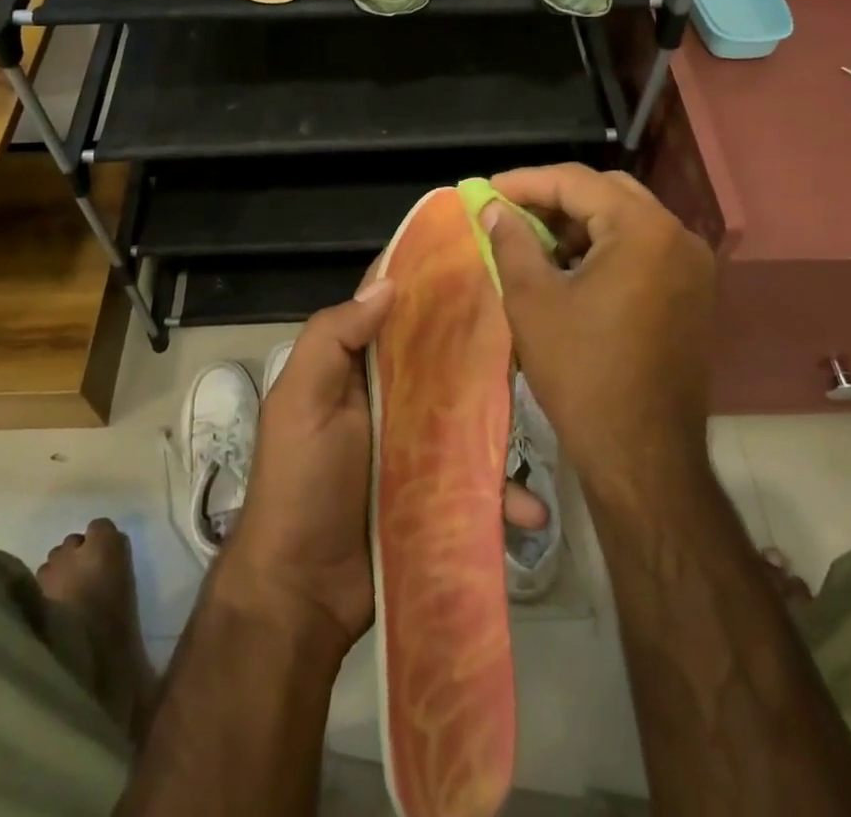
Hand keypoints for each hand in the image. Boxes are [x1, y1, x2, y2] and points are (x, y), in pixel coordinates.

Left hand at [222, 274, 555, 651]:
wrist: (301, 594)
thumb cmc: (300, 483)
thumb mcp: (300, 401)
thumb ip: (333, 338)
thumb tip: (389, 283)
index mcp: (359, 369)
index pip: (395, 312)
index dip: (428, 284)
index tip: (476, 257)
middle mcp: (393, 399)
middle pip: (444, 360)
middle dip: (483, 345)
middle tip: (535, 329)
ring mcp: (420, 448)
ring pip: (472, 417)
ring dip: (505, 423)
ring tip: (550, 418)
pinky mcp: (440, 494)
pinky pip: (480, 483)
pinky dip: (504, 495)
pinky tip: (530, 512)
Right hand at [484, 164, 718, 486]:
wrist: (642, 455)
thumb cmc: (582, 373)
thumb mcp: (533, 301)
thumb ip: (511, 242)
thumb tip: (494, 209)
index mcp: (643, 230)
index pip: (576, 182)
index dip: (525, 182)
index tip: (485, 190)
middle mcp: (678, 236)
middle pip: (607, 192)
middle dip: (554, 198)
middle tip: (509, 211)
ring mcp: (692, 266)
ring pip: (626, 219)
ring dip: (579, 222)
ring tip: (532, 239)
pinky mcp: (692, 293)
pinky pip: (642, 248)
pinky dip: (604, 247)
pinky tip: (568, 267)